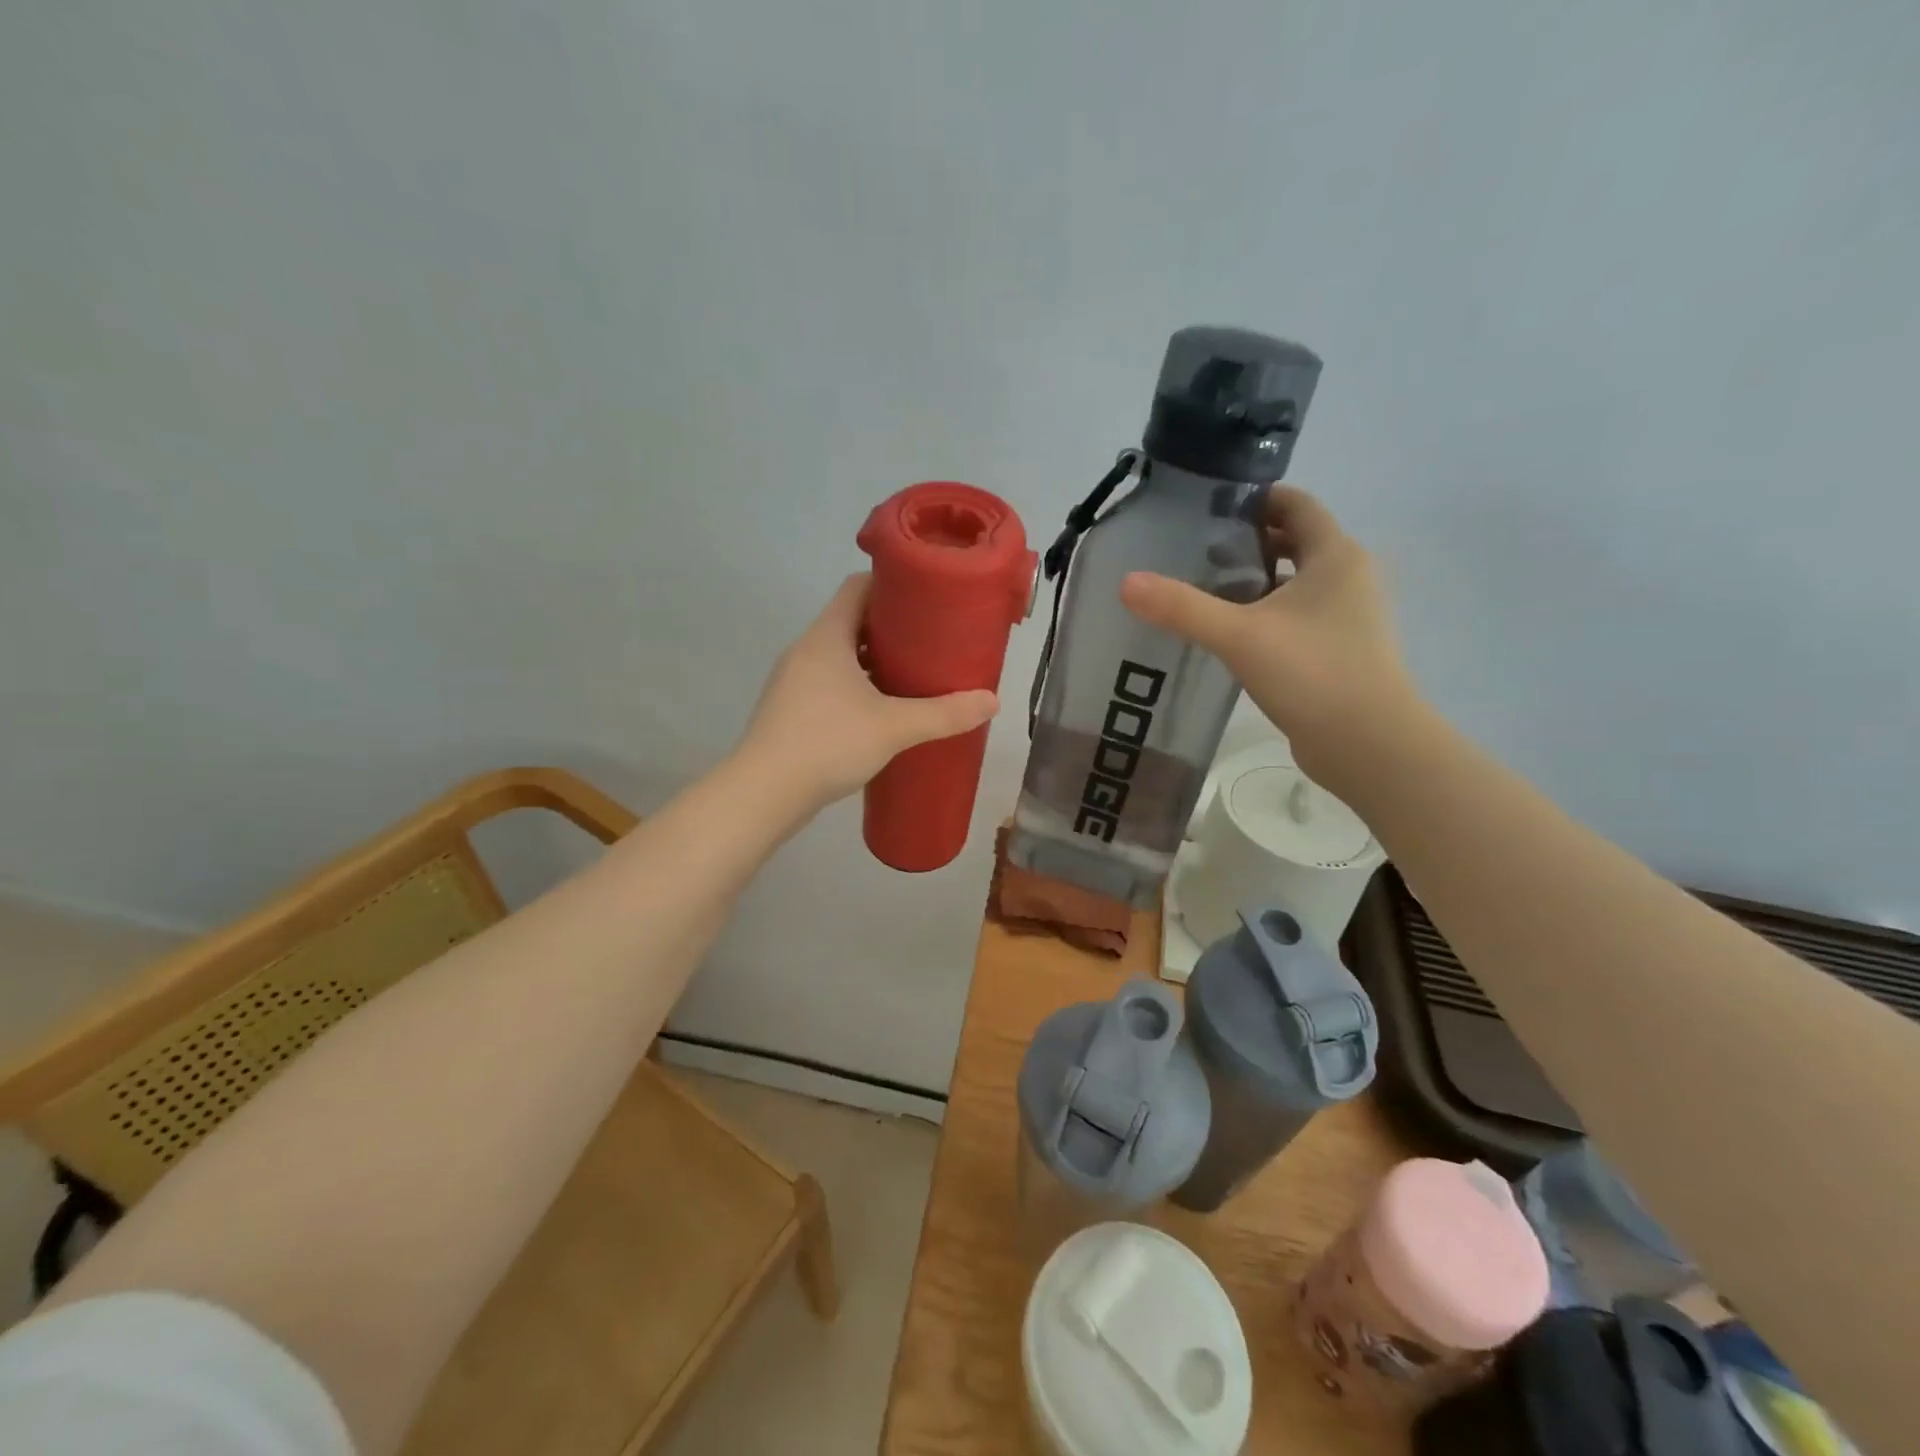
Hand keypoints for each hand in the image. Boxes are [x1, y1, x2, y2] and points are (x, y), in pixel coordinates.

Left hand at [736, 574, 999, 812]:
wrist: (764, 794)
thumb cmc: (828, 743)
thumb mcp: (894, 727)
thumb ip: (944, 714)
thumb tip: (992, 702)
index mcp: (826, 636)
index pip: (857, 587)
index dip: (892, 585)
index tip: (926, 599)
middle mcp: (805, 650)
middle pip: (850, 621)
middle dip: (891, 628)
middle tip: (931, 641)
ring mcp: (793, 681)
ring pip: (839, 656)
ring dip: (873, 661)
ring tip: (912, 676)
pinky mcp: (790, 711)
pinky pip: (829, 684)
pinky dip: (856, 687)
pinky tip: (880, 711)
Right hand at [1119, 486, 1420, 787]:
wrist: (1369, 745)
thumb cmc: (1313, 674)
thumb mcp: (1239, 636)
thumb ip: (1182, 608)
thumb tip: (1126, 583)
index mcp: (1335, 556)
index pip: (1296, 504)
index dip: (1254, 498)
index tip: (1208, 507)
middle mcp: (1348, 577)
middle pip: (1295, 541)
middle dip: (1248, 541)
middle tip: (1195, 550)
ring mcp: (1348, 616)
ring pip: (1295, 582)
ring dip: (1256, 580)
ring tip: (1204, 589)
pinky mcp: (1338, 650)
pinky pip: (1297, 616)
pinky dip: (1266, 613)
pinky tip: (1229, 634)